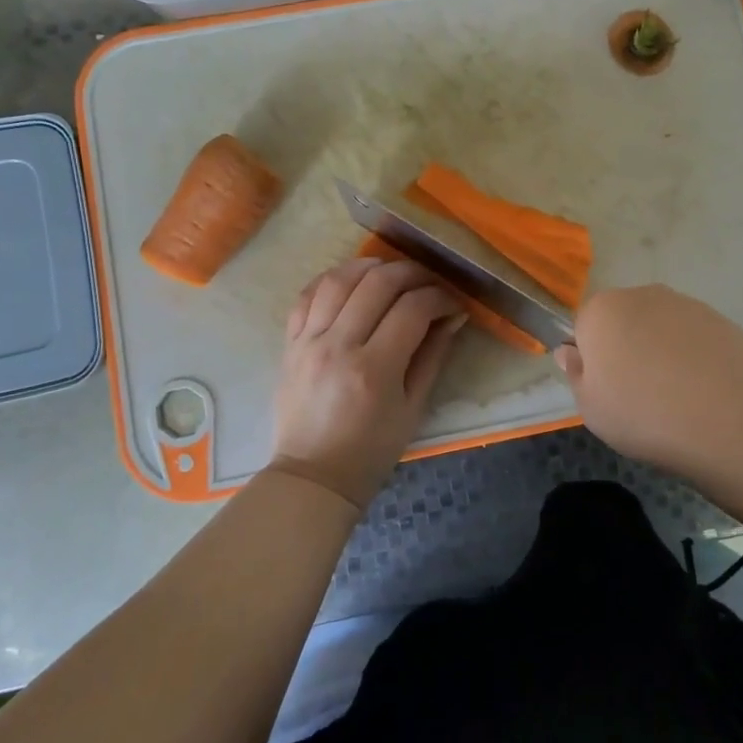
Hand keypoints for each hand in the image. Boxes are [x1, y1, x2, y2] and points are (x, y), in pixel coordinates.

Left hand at [267, 257, 465, 509]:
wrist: (313, 476)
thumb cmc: (371, 451)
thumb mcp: (413, 409)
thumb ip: (432, 357)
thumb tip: (452, 317)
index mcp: (374, 369)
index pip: (413, 309)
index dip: (439, 297)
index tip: (452, 303)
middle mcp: (338, 346)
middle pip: (378, 283)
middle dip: (411, 273)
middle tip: (428, 282)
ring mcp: (308, 341)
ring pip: (339, 279)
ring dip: (370, 266)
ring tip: (390, 272)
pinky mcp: (290, 343)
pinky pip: (307, 295)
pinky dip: (332, 279)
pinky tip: (351, 281)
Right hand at [556, 285, 742, 475]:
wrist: (730, 419)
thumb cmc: (644, 414)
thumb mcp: (591, 408)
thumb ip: (576, 374)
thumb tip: (569, 351)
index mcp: (601, 311)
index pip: (584, 327)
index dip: (593, 359)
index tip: (606, 389)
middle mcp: (641, 295)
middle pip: (624, 321)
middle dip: (627, 348)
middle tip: (639, 394)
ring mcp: (685, 304)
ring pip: (661, 327)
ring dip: (662, 351)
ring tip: (677, 397)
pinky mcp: (721, 320)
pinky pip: (695, 338)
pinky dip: (695, 357)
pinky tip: (705, 392)